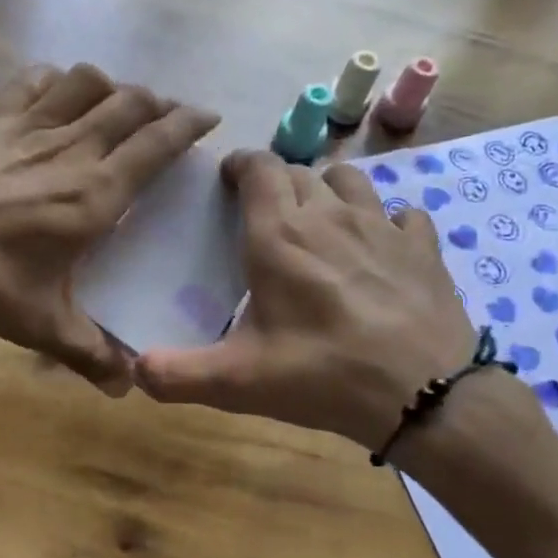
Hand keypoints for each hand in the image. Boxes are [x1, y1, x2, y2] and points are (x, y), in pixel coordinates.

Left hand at [0, 64, 218, 391]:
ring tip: (118, 103)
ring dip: (113, 86)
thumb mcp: (38, 325)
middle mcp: (69, 148)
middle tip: (168, 116)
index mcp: (92, 195)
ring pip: (87, 82)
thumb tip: (127, 387)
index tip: (209, 118)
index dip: (189, 124)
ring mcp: (26, 125)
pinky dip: (58, 80)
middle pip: (129, 103)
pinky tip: (56, 93)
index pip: (156, 144)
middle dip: (158, 103)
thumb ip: (89, 353)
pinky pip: (35, 80)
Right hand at [135, 151, 495, 448]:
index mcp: (280, 237)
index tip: (228, 179)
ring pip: (350, 181)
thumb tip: (133, 369)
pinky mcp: (423, 248)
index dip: (241, 164)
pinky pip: (403, 214)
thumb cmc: (321, 377)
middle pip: (300, 173)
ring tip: (321, 220)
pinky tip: (381, 247)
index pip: (258, 169)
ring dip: (328, 190)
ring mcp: (383, 227)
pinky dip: (386, 221)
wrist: (423, 393)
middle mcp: (330, 216)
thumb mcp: (237, 382)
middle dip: (278, 184)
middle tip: (266, 215)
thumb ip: (178, 374)